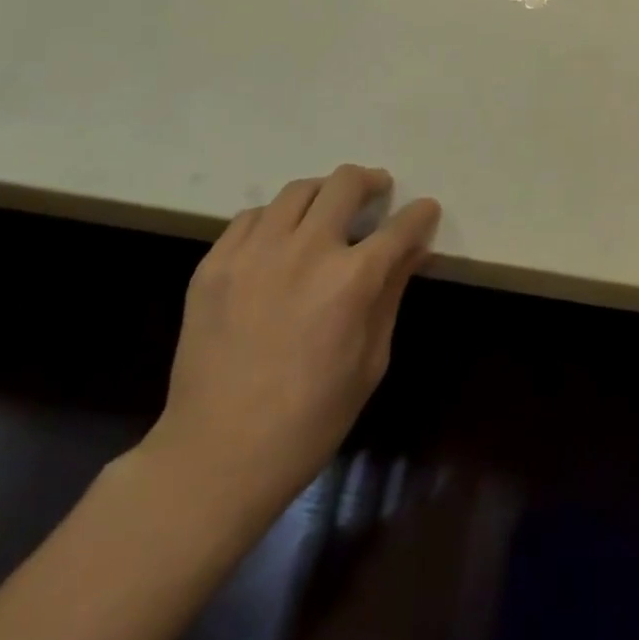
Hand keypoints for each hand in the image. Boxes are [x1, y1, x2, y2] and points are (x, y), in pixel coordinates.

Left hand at [140, 165, 440, 526]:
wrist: (215, 458)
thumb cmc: (309, 420)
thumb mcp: (371, 361)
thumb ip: (392, 294)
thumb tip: (415, 249)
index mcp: (352, 280)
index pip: (401, 226)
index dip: (420, 213)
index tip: (424, 210)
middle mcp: (305, 251)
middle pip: (346, 183)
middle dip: (371, 181)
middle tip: (376, 193)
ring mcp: (254, 253)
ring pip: (297, 191)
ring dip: (323, 195)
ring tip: (326, 212)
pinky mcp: (214, 265)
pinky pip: (250, 217)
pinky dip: (274, 219)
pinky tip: (278, 241)